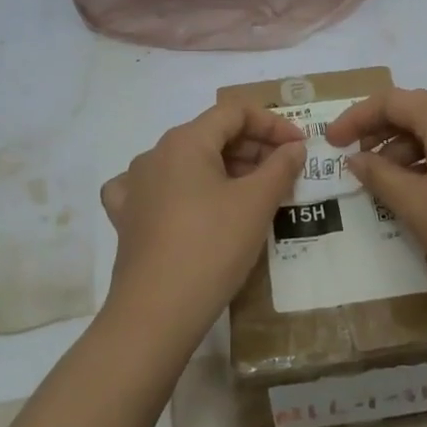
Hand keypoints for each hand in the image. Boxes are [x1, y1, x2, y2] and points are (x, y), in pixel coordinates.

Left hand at [98, 102, 303, 348]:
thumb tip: (294, 147)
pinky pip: (157, 190)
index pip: (234, 112)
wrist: (155, 314)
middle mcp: (154, 154)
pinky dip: (183, 191)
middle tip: (284, 174)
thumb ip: (281, 167)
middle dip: (252, 148)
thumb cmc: (211, 248)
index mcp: (185, 141)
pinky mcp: (127, 218)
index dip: (272, 123)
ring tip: (254, 194)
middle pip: (211, 135)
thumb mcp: (256, 204)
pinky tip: (192, 206)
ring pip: (187, 163)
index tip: (299, 147)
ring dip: (225, 170)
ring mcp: (135, 186)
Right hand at [326, 88, 426, 323]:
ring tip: (384, 185)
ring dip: (405, 150)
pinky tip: (419, 193)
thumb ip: (379, 175)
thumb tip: (356, 158)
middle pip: (417, 111)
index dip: (356, 117)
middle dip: (380, 132)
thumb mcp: (417, 207)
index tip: (329, 143)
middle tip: (353, 162)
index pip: (393, 100)